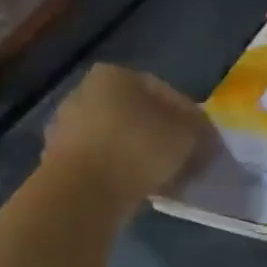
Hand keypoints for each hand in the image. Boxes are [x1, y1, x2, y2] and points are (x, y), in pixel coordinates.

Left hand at [44, 64, 205, 206]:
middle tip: (188, 159)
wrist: (84, 191)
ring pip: (121, 138)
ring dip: (143, 154)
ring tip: (168, 177)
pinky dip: (124, 170)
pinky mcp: (60, 158)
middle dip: (164, 135)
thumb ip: (200, 129)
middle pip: (139, 114)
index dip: (192, 118)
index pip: (166, 92)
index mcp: (116, 75)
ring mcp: (68, 125)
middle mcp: (86, 91)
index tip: (205, 141)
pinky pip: (105, 161)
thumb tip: (204, 135)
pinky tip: (144, 187)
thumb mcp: (188, 134)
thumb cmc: (140, 148)